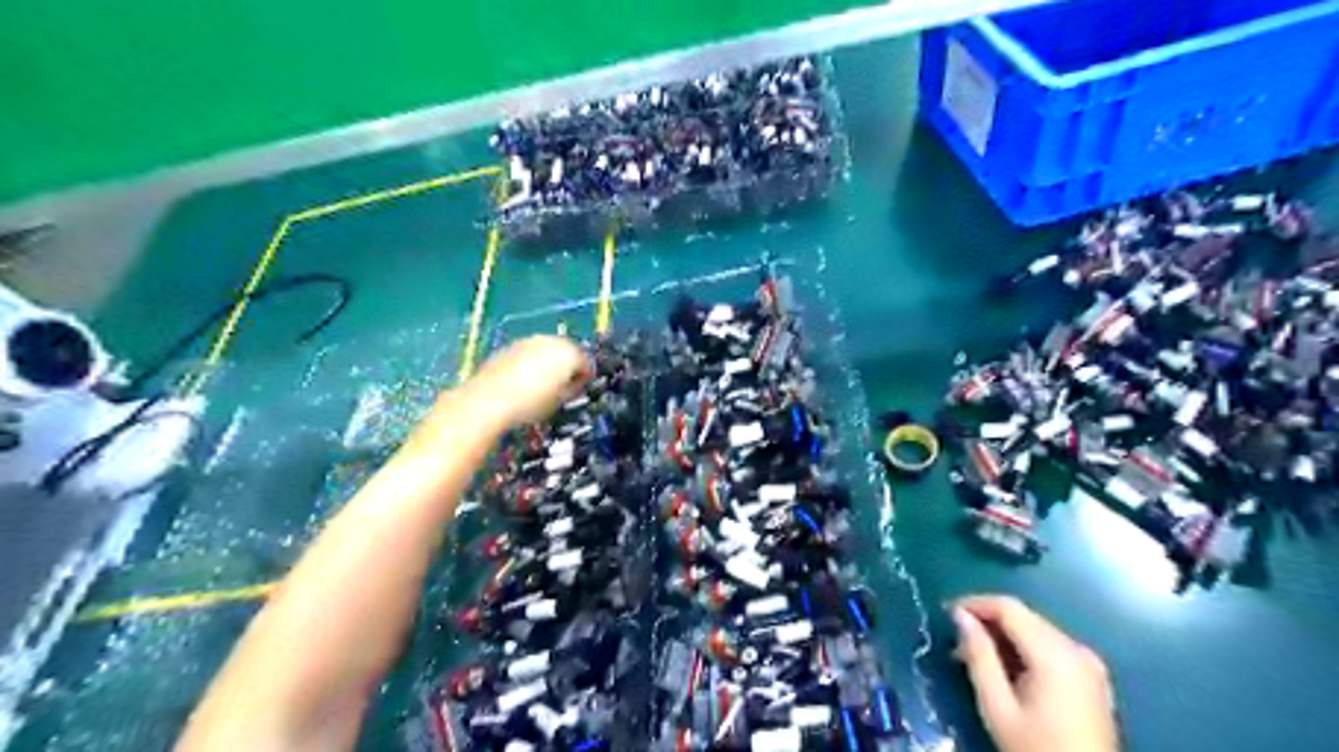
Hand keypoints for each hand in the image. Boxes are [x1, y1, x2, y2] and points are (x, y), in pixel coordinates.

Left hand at [463, 336, 586, 429]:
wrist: (488, 400)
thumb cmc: (531, 404)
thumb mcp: (560, 401)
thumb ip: (573, 388)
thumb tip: (574, 384)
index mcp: (569, 353)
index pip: (587, 364)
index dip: (585, 379)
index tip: (580, 391)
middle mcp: (551, 341)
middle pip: (567, 351)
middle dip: (567, 366)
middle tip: (563, 386)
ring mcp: (528, 341)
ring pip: (546, 350)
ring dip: (548, 362)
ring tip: (542, 384)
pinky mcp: (510, 346)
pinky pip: (528, 353)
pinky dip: (530, 363)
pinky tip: (523, 381)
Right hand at [950, 597, 1122, 751]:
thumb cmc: (1037, 749)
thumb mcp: (998, 707)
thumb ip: (979, 656)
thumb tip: (959, 616)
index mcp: (1055, 654)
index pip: (1009, 607)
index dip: (974, 603)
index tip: (946, 614)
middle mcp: (1076, 649)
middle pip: (1024, 616)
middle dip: (987, 622)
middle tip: (956, 643)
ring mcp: (1089, 663)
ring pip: (1035, 629)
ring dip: (1003, 635)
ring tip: (975, 657)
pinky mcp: (1092, 677)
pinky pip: (1050, 646)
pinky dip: (1024, 648)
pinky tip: (1006, 669)